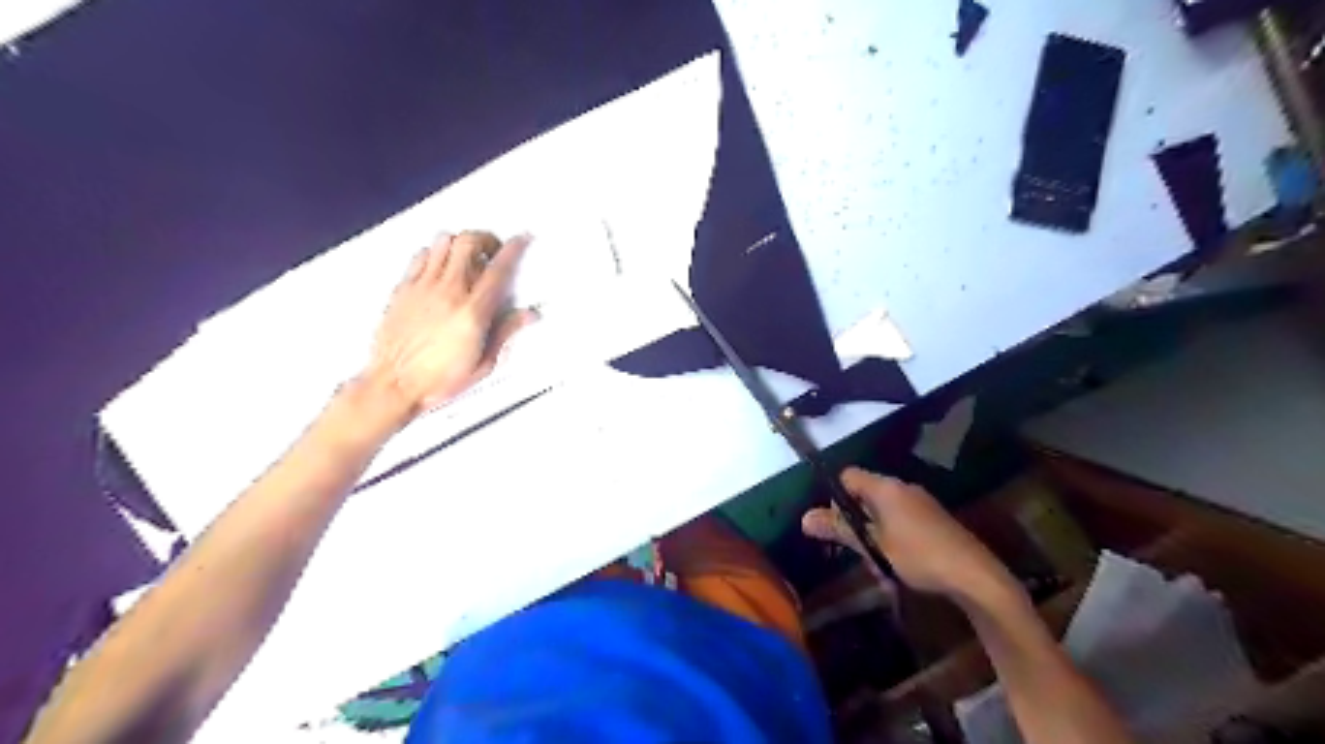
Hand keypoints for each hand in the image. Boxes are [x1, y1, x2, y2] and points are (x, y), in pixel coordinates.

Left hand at [362, 229, 533, 415]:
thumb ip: (506, 332)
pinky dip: (434, 253)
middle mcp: (448, 293)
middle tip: (492, 250)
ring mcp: (423, 288)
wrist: (394, 385)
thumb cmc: (436, 380)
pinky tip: (440, 266)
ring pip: (443, 242)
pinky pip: (420, 256)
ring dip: (460, 243)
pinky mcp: (403, 290)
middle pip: (469, 242)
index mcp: (472, 312)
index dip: (513, 249)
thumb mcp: (484, 363)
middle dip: (486, 239)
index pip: (498, 269)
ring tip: (467, 255)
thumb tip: (527, 316)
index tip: (520, 240)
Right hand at [803, 471, 1015, 604]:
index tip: (838, 526)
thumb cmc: (918, 556)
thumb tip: (804, 518)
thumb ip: (840, 530)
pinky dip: (892, 537)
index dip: (836, 497)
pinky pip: (901, 520)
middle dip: (855, 522)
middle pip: (864, 494)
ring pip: (883, 511)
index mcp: (886, 487)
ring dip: (874, 534)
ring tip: (879, 566)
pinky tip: (899, 565)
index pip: (848, 476)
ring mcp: (921, 502)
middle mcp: (903, 487)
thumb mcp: (874, 546)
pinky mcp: (934, 519)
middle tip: (857, 551)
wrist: (975, 576)